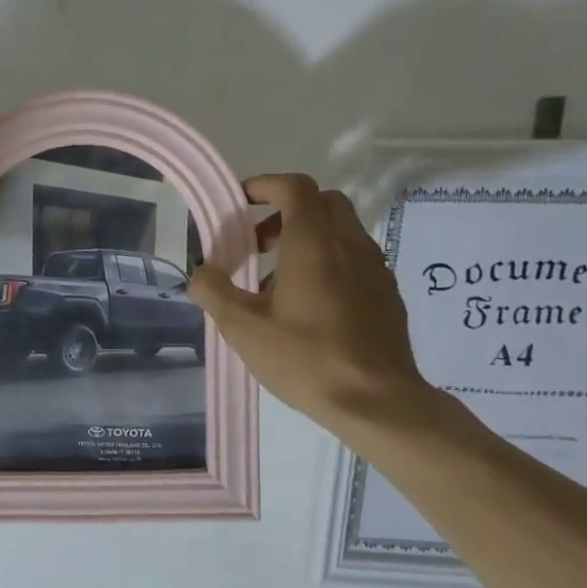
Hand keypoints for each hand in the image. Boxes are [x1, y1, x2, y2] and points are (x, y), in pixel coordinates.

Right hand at [188, 174, 431, 441]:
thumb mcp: (243, 328)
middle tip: (257, 244)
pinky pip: (354, 259)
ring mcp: (375, 268)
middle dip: (285, 212)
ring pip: (340, 231)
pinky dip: (328, 263)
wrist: (376, 401)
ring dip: (306, 239)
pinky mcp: (387, 294)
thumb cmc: (305, 359)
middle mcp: (350, 244)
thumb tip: (200, 273)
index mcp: (314, 243)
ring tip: (276, 283)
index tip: (239, 202)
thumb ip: (214, 292)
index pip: (294, 187)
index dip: (264, 186)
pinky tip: (309, 306)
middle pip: (321, 202)